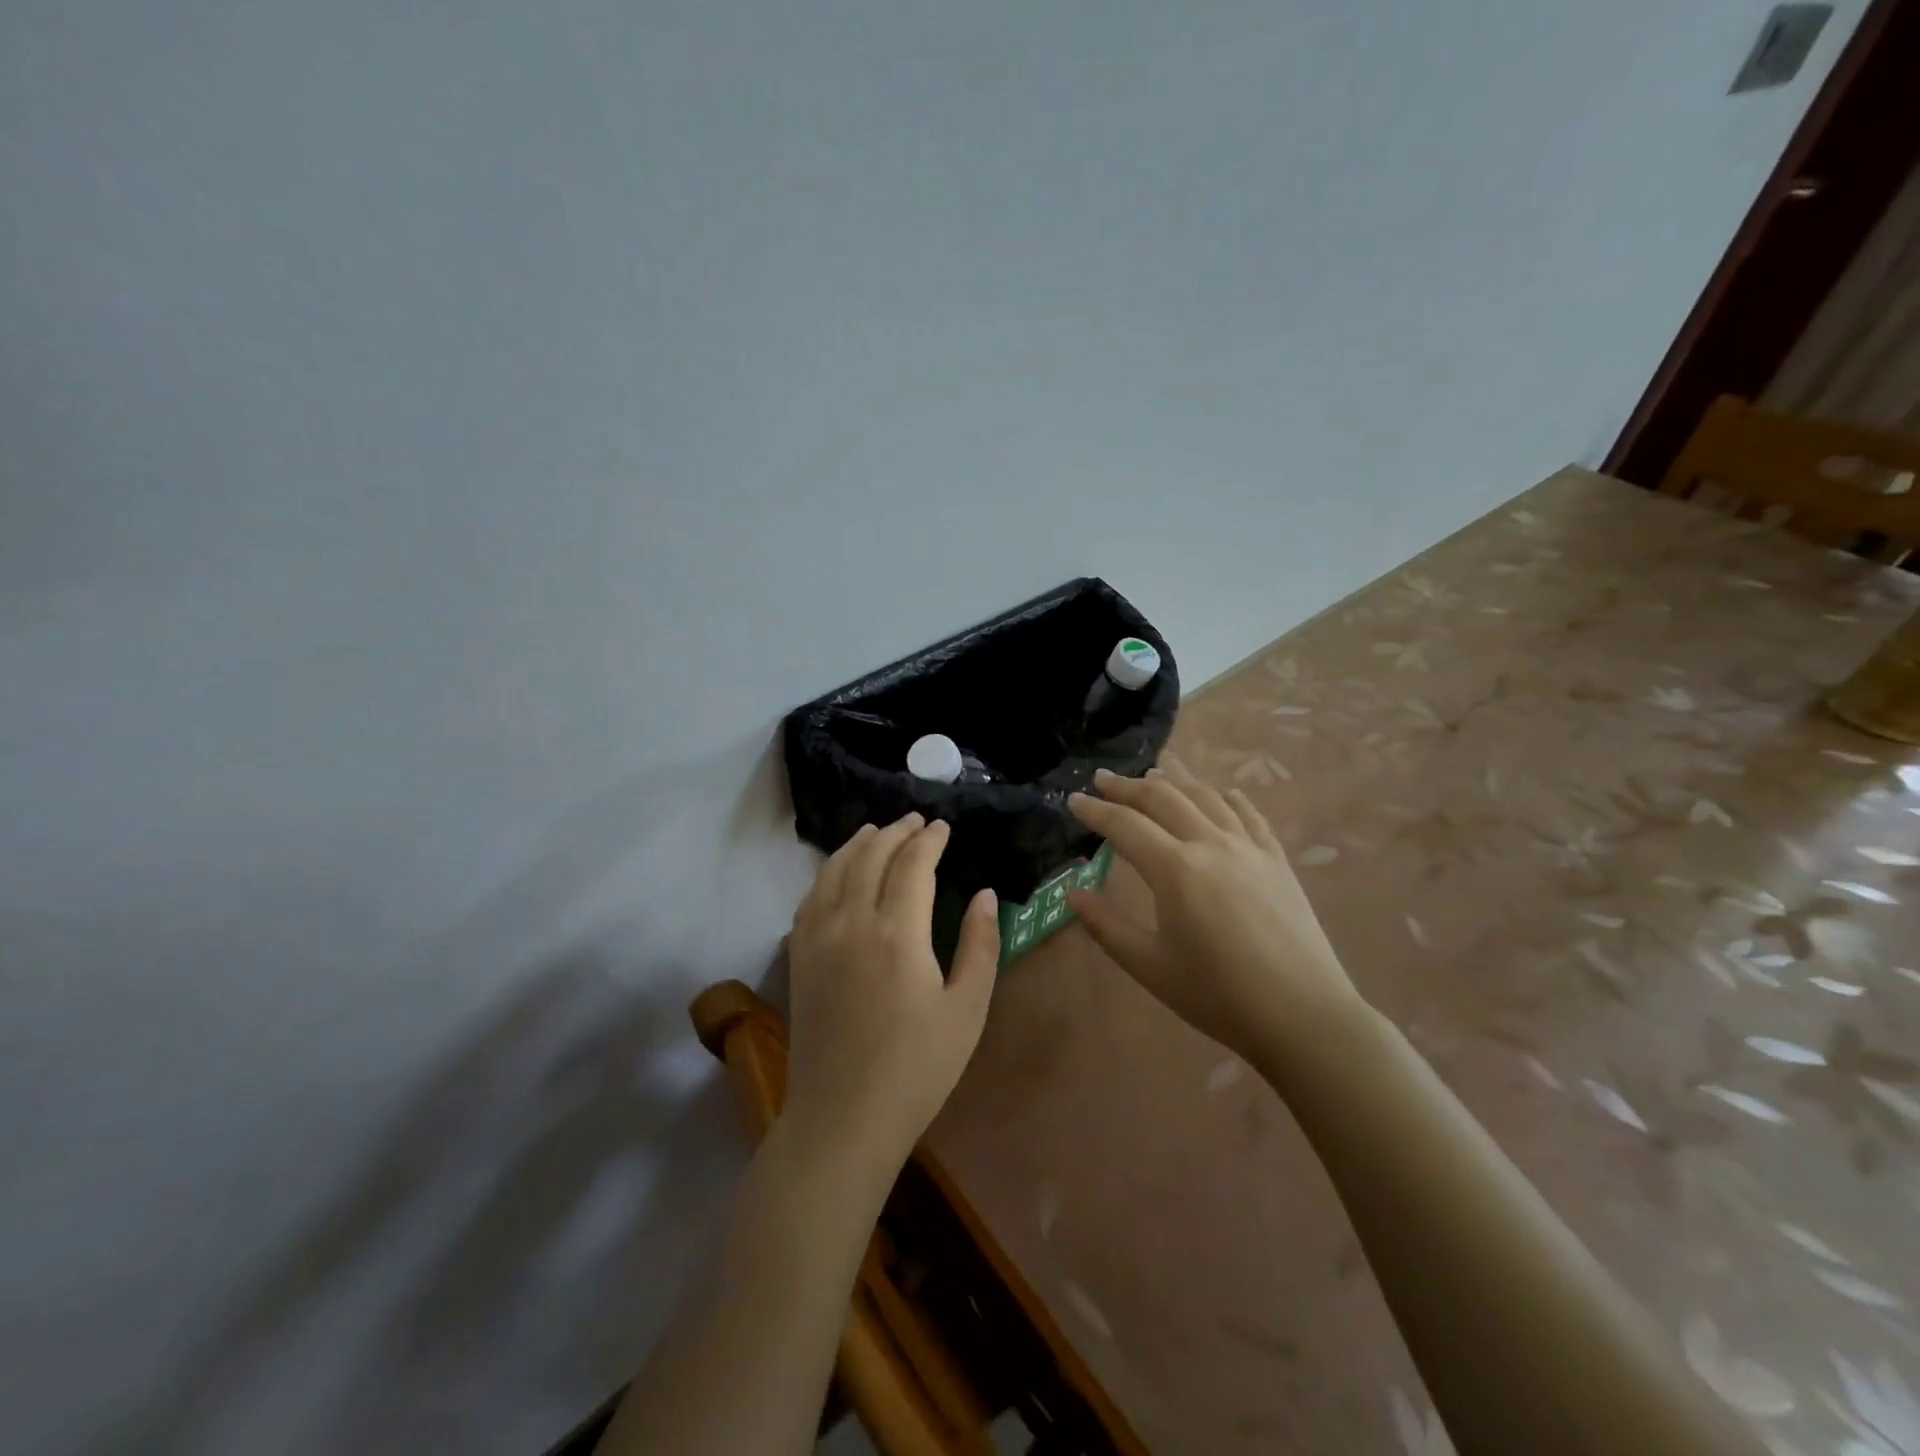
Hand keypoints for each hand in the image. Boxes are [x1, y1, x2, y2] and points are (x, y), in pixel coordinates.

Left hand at [784, 813, 999, 1176]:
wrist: (843, 1117)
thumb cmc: (918, 1068)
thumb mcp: (967, 1008)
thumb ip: (980, 944)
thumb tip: (983, 894)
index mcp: (898, 932)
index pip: (913, 864)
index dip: (930, 839)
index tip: (943, 827)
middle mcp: (852, 921)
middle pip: (871, 856)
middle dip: (896, 831)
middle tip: (915, 821)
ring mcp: (818, 937)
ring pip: (835, 869)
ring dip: (858, 843)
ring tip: (877, 831)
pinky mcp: (799, 956)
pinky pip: (811, 896)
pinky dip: (828, 871)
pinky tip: (839, 873)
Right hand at [1067, 757, 1364, 1062]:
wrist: (1303, 1016)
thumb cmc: (1218, 995)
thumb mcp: (1150, 966)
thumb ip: (1106, 926)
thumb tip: (1073, 893)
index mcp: (1175, 869)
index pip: (1125, 825)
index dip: (1096, 810)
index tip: (1074, 799)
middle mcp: (1210, 844)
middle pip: (1164, 798)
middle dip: (1129, 786)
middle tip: (1104, 778)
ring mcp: (1249, 848)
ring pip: (1206, 796)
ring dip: (1176, 779)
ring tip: (1156, 770)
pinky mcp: (1277, 861)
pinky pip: (1250, 815)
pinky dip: (1230, 798)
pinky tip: (1224, 792)